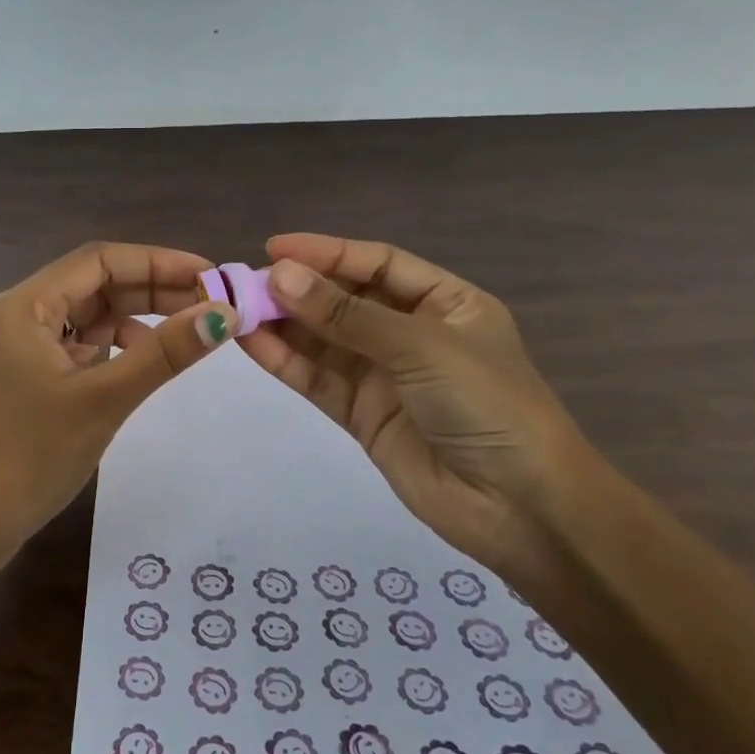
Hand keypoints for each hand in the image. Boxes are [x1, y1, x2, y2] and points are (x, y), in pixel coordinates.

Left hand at [0, 242, 238, 581]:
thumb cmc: (31, 456)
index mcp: (27, 305)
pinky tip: (142, 361)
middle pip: (95, 285)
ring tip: (188, 330)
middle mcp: (21, 315)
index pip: (100, 260)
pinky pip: (79, 346)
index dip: (158, 262)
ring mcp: (22, 348)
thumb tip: (223, 313)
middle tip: (211, 303)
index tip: (210, 275)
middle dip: (153, 289)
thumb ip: (164, 353)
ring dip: (137, 317)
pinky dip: (114, 347)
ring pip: (89, 316)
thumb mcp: (104, 399)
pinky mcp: (28, 378)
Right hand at [234, 234, 589, 579]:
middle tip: (245, 282)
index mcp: (445, 303)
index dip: (327, 253)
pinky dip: (286, 362)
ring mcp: (384, 376)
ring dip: (283, 324)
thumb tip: (279, 275)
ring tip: (236, 309)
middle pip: (345, 300)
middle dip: (298, 289)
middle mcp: (412, 333)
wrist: (518, 506)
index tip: (274, 247)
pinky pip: (318, 379)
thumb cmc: (487, 405)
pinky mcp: (362, 415)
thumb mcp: (421, 347)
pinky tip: (250, 343)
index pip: (377, 264)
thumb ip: (347, 315)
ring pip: (324, 341)